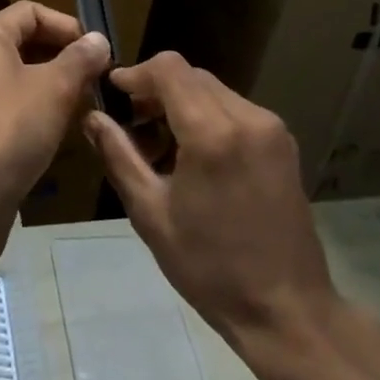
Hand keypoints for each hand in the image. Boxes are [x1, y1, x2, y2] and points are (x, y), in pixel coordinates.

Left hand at [0, 1, 110, 211]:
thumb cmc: (10, 129)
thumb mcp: (55, 89)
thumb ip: (80, 59)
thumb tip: (98, 39)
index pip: (31, 12)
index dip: (68, 26)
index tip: (96, 52)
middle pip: (23, 42)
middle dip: (63, 57)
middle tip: (96, 79)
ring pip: (17, 77)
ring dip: (52, 86)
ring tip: (84, 105)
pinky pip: (7, 105)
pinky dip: (34, 110)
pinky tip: (58, 132)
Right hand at [85, 52, 339, 345]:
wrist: (288, 311)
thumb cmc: (211, 268)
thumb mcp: (151, 214)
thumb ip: (119, 155)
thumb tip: (92, 117)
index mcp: (212, 133)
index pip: (169, 68)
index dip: (137, 72)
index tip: (115, 93)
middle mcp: (246, 117)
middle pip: (191, 76)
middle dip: (157, 90)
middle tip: (133, 125)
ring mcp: (271, 127)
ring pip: (213, 90)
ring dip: (182, 102)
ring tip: (162, 145)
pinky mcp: (283, 142)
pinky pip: (235, 109)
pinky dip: (208, 116)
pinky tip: (196, 155)